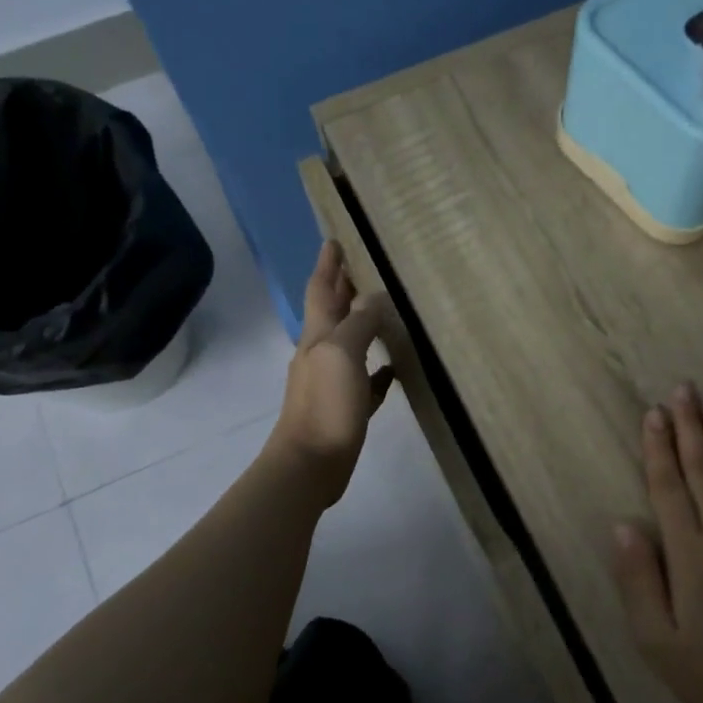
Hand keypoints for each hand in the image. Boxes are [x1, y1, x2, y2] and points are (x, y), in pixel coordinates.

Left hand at [265, 241, 393, 506]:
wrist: (310, 463)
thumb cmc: (325, 405)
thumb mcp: (342, 354)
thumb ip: (359, 323)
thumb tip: (376, 297)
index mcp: (318, 336)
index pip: (322, 290)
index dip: (328, 265)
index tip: (334, 239)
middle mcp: (321, 354)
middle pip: (333, 313)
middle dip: (342, 288)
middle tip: (360, 266)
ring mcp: (332, 382)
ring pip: (349, 344)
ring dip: (361, 324)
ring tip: (382, 309)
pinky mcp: (346, 408)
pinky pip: (365, 380)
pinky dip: (377, 369)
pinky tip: (393, 368)